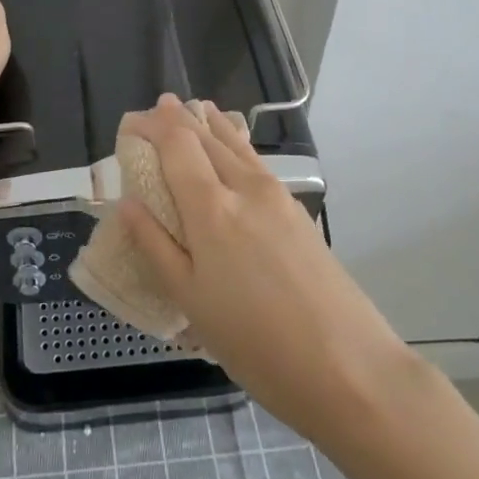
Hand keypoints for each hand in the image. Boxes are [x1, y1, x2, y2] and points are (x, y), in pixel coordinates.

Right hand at [117, 95, 418, 443]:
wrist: (351, 368)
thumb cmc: (257, 343)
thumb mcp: (192, 303)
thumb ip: (156, 247)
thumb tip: (127, 203)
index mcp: (211, 207)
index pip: (176, 143)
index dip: (152, 125)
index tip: (130, 121)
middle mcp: (244, 186)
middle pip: (206, 136)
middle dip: (178, 119)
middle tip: (156, 110)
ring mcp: (277, 195)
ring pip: (236, 143)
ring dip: (210, 124)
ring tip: (194, 109)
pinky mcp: (298, 211)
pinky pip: (255, 161)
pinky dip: (235, 143)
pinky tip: (233, 150)